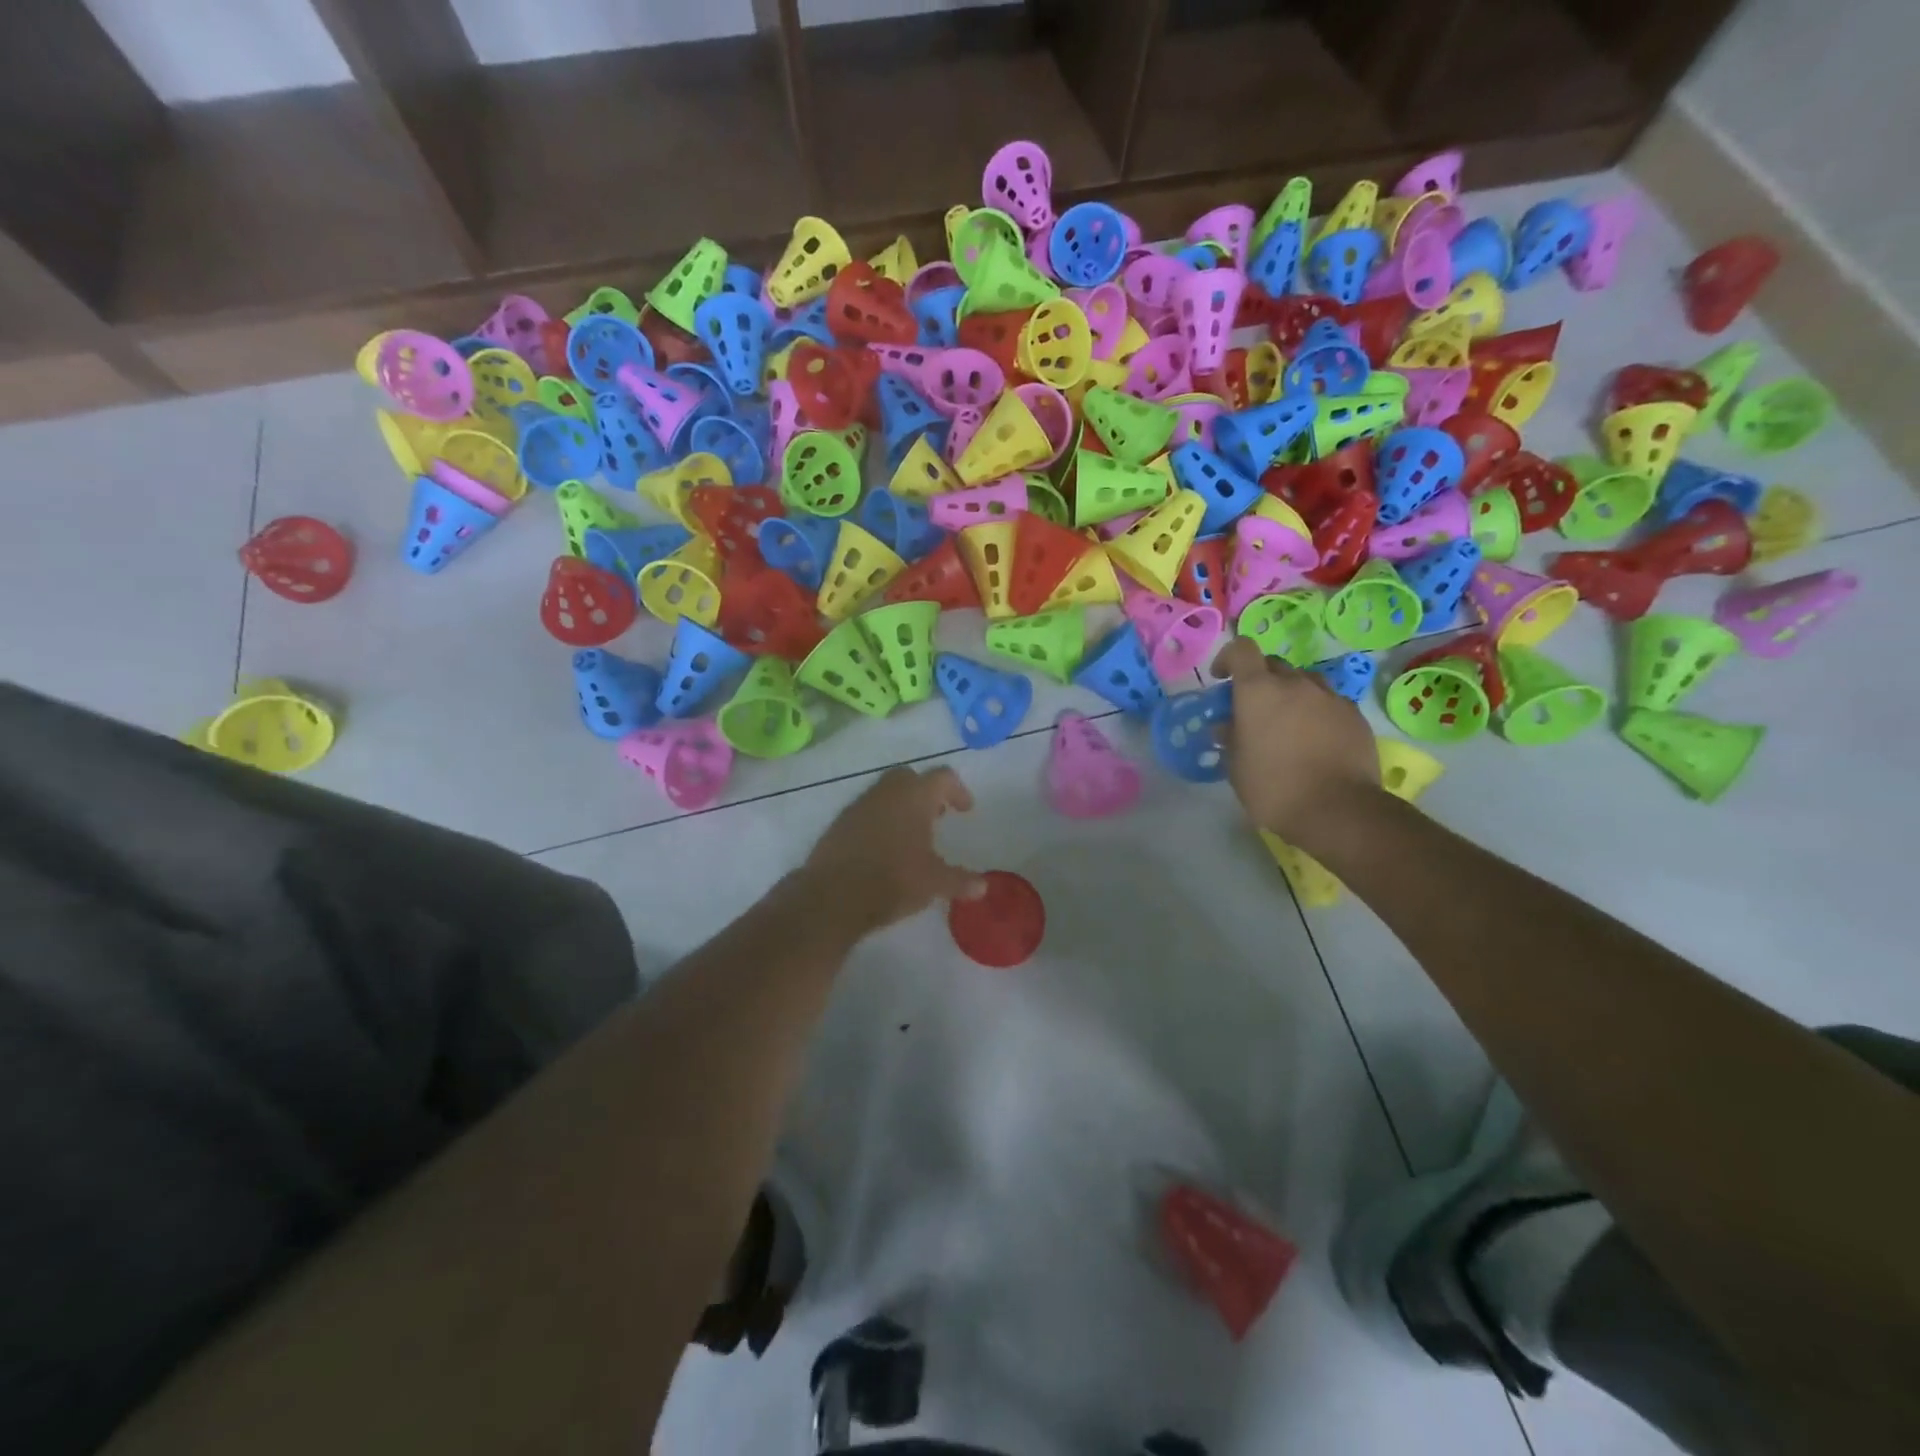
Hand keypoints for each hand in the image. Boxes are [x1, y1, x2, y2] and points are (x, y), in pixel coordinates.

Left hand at [802, 767, 985, 934]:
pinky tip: (884, 848)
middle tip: (937, 815)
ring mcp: (859, 805)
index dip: (958, 790)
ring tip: (911, 835)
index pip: (942, 777)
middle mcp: (886, 792)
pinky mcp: (840, 823)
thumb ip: (960, 881)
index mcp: (915, 797)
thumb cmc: (893, 880)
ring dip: (901, 806)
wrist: (833, 896)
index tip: (965, 810)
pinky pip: (866, 811)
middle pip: (910, 777)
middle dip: (926, 792)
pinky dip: (880, 820)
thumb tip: (984, 886)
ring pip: (885, 793)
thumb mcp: (934, 883)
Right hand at [1211, 638, 1380, 846]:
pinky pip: (1329, 702)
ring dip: (1291, 694)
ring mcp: (1329, 697)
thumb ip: (1230, 739)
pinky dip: (1317, 712)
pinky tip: (1316, 740)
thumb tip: (1227, 726)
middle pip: (1273, 665)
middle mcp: (1295, 684)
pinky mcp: (1354, 716)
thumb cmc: (1274, 788)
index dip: (1228, 658)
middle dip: (1260, 680)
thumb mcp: (1236, 767)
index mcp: (1258, 691)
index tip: (1221, 679)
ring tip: (1288, 724)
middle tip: (1254, 710)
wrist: (1338, 810)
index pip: (1242, 650)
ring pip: (1305, 681)